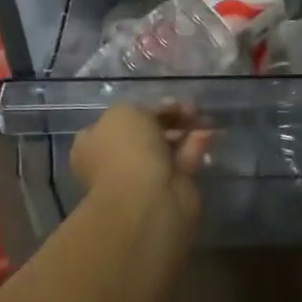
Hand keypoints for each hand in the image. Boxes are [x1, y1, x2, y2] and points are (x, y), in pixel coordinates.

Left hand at [70, 104, 210, 219]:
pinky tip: (207, 133)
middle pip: (146, 133)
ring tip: (202, 116)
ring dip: (185, 130)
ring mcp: (143, 177)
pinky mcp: (170, 188)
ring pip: (166, 147)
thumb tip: (157, 114)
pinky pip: (183, 161)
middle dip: (169, 118)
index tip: (164, 102)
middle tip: (189, 107)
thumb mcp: (126, 112)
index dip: (142, 108)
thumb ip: (141, 108)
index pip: (117, 121)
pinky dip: (195, 146)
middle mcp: (116, 161)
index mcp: (94, 144)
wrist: (146, 199)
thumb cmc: (127, 150)